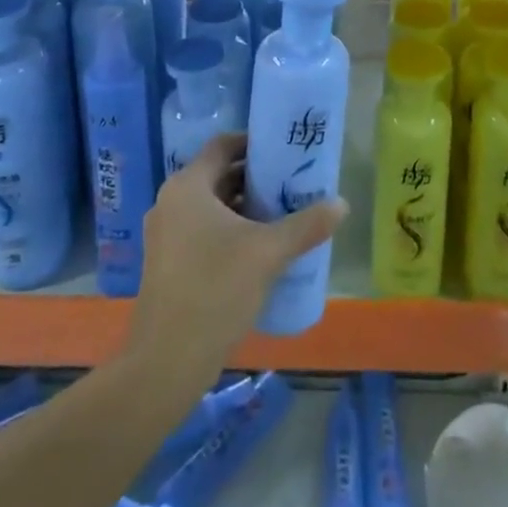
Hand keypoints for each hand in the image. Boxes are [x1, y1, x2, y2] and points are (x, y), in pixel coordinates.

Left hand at [127, 134, 345, 376]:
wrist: (166, 364)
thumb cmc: (215, 291)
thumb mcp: (268, 253)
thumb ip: (306, 225)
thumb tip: (342, 204)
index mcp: (188, 186)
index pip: (223, 145)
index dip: (254, 143)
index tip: (285, 150)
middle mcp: (171, 201)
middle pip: (218, 175)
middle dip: (255, 178)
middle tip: (291, 183)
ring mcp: (165, 234)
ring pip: (210, 206)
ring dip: (243, 206)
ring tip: (282, 215)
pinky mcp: (166, 263)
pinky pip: (201, 230)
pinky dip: (228, 230)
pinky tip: (258, 249)